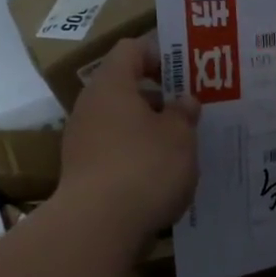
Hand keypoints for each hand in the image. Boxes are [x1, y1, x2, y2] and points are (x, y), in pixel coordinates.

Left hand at [58, 38, 199, 243]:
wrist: (98, 227)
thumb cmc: (145, 167)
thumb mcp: (180, 136)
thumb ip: (184, 113)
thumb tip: (184, 101)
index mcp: (112, 85)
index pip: (132, 50)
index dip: (160, 54)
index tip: (188, 74)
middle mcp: (91, 107)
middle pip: (126, 88)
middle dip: (160, 98)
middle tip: (192, 111)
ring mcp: (83, 142)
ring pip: (122, 123)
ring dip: (151, 130)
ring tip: (183, 146)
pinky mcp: (84, 173)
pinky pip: (116, 152)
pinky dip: (139, 156)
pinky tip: (163, 175)